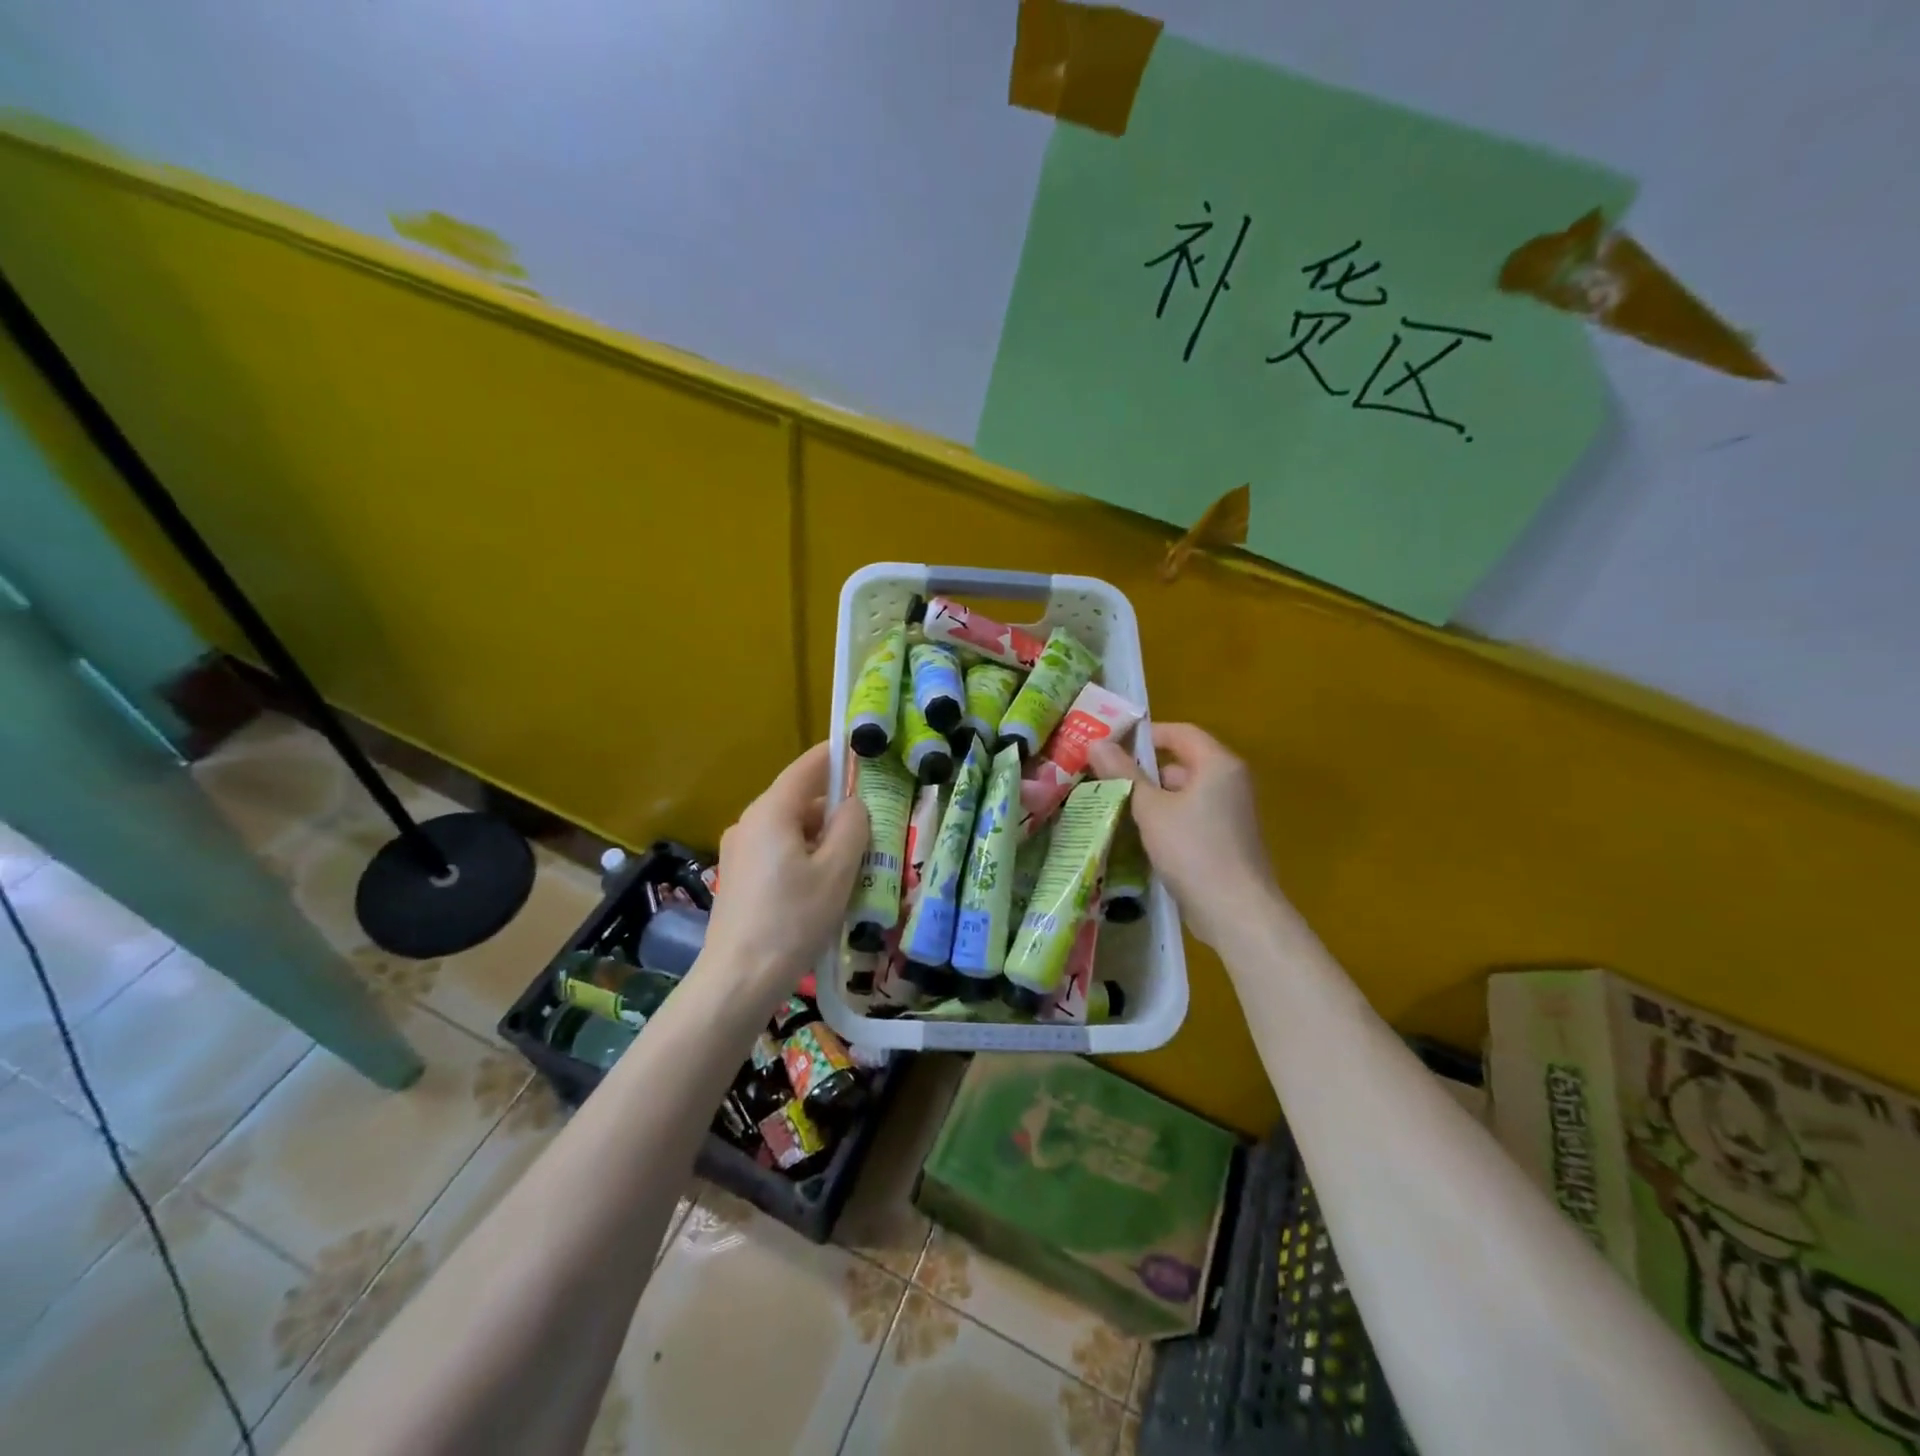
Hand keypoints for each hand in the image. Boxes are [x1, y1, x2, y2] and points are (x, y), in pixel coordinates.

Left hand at [699, 742, 868, 1003]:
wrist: (738, 980)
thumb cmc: (792, 920)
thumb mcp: (836, 871)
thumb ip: (852, 826)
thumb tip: (854, 804)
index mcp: (772, 811)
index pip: (809, 766)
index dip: (838, 755)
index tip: (867, 750)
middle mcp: (750, 822)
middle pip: (801, 800)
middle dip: (838, 808)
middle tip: (876, 824)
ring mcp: (740, 850)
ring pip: (792, 829)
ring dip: (824, 837)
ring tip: (857, 863)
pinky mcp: (739, 877)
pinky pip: (779, 851)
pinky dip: (806, 856)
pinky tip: (826, 886)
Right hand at [1088, 723, 1277, 949]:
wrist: (1236, 911)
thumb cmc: (1193, 850)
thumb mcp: (1150, 809)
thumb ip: (1124, 774)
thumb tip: (1097, 742)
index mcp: (1218, 764)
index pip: (1181, 732)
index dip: (1147, 734)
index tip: (1113, 745)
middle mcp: (1231, 782)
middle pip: (1182, 763)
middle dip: (1145, 771)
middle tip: (1106, 779)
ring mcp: (1231, 812)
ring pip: (1185, 793)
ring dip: (1153, 799)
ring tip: (1116, 808)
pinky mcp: (1227, 839)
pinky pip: (1192, 817)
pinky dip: (1168, 820)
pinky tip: (1141, 837)